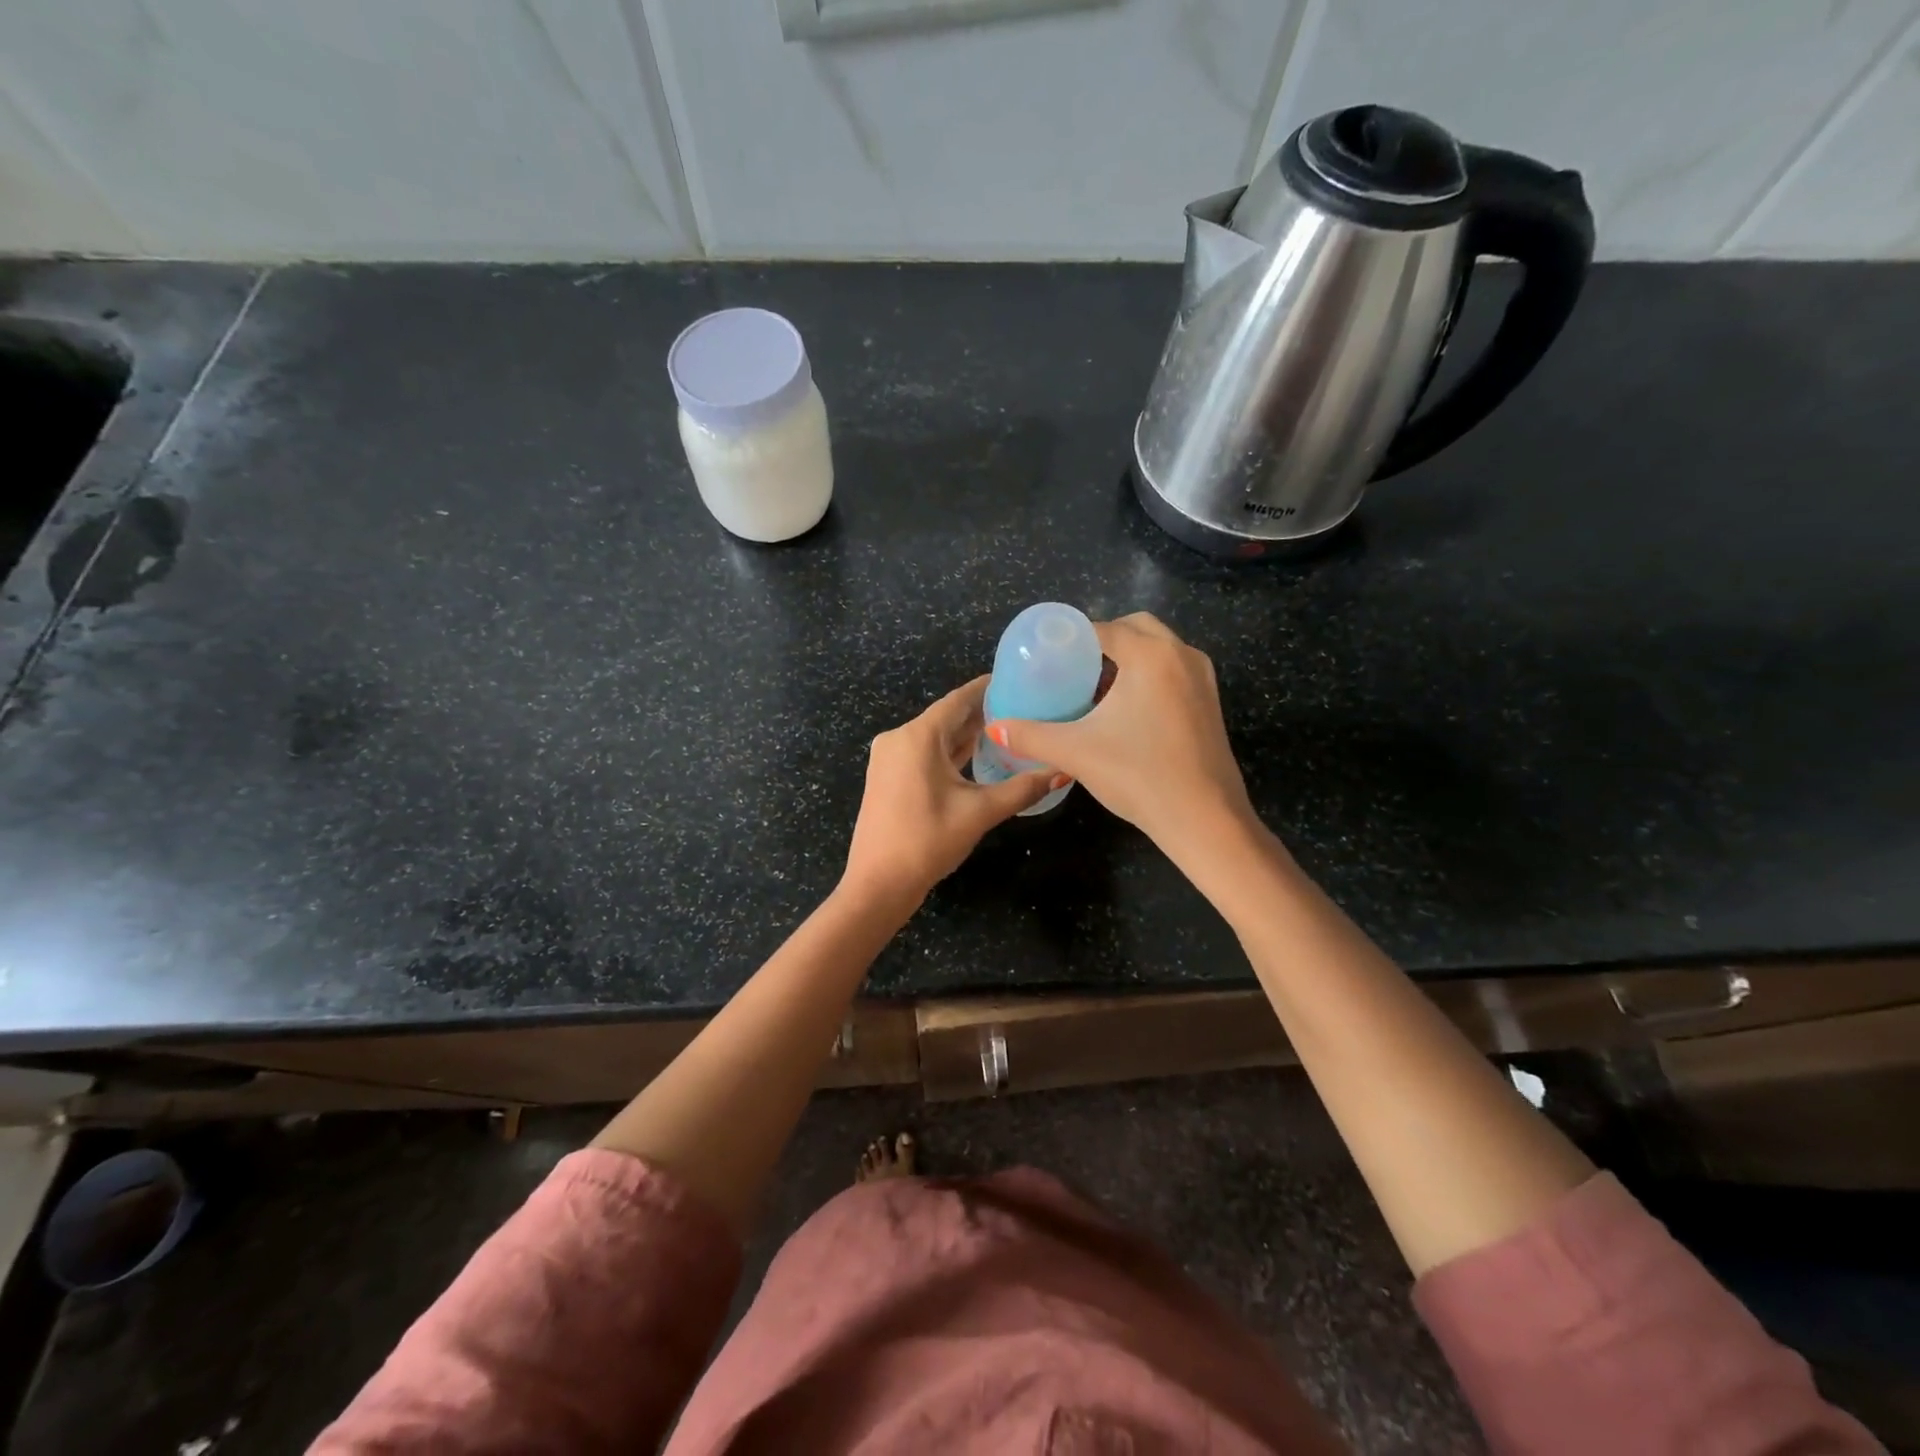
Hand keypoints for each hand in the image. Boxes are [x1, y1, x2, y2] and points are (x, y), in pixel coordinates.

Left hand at [842, 677, 1057, 913]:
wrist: (878, 884)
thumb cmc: (928, 841)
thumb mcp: (979, 813)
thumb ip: (1021, 788)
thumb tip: (1061, 772)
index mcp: (917, 737)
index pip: (958, 700)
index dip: (987, 689)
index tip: (1017, 681)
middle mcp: (899, 738)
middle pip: (946, 717)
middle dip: (982, 714)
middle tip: (1023, 709)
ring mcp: (889, 758)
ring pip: (935, 737)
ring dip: (966, 735)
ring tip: (1007, 730)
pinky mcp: (887, 776)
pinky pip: (923, 753)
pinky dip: (949, 752)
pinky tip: (976, 756)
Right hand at [986, 613, 1252, 858]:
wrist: (1204, 819)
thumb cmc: (1138, 775)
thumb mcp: (1075, 752)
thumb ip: (1030, 735)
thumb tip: (995, 727)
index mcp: (1151, 655)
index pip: (1104, 628)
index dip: (1072, 638)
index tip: (1047, 655)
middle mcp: (1182, 655)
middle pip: (1136, 628)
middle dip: (1103, 641)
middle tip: (1072, 668)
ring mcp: (1202, 678)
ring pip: (1159, 650)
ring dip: (1128, 659)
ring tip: (1094, 688)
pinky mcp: (1211, 702)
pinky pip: (1173, 671)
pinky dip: (1148, 676)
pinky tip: (1125, 710)